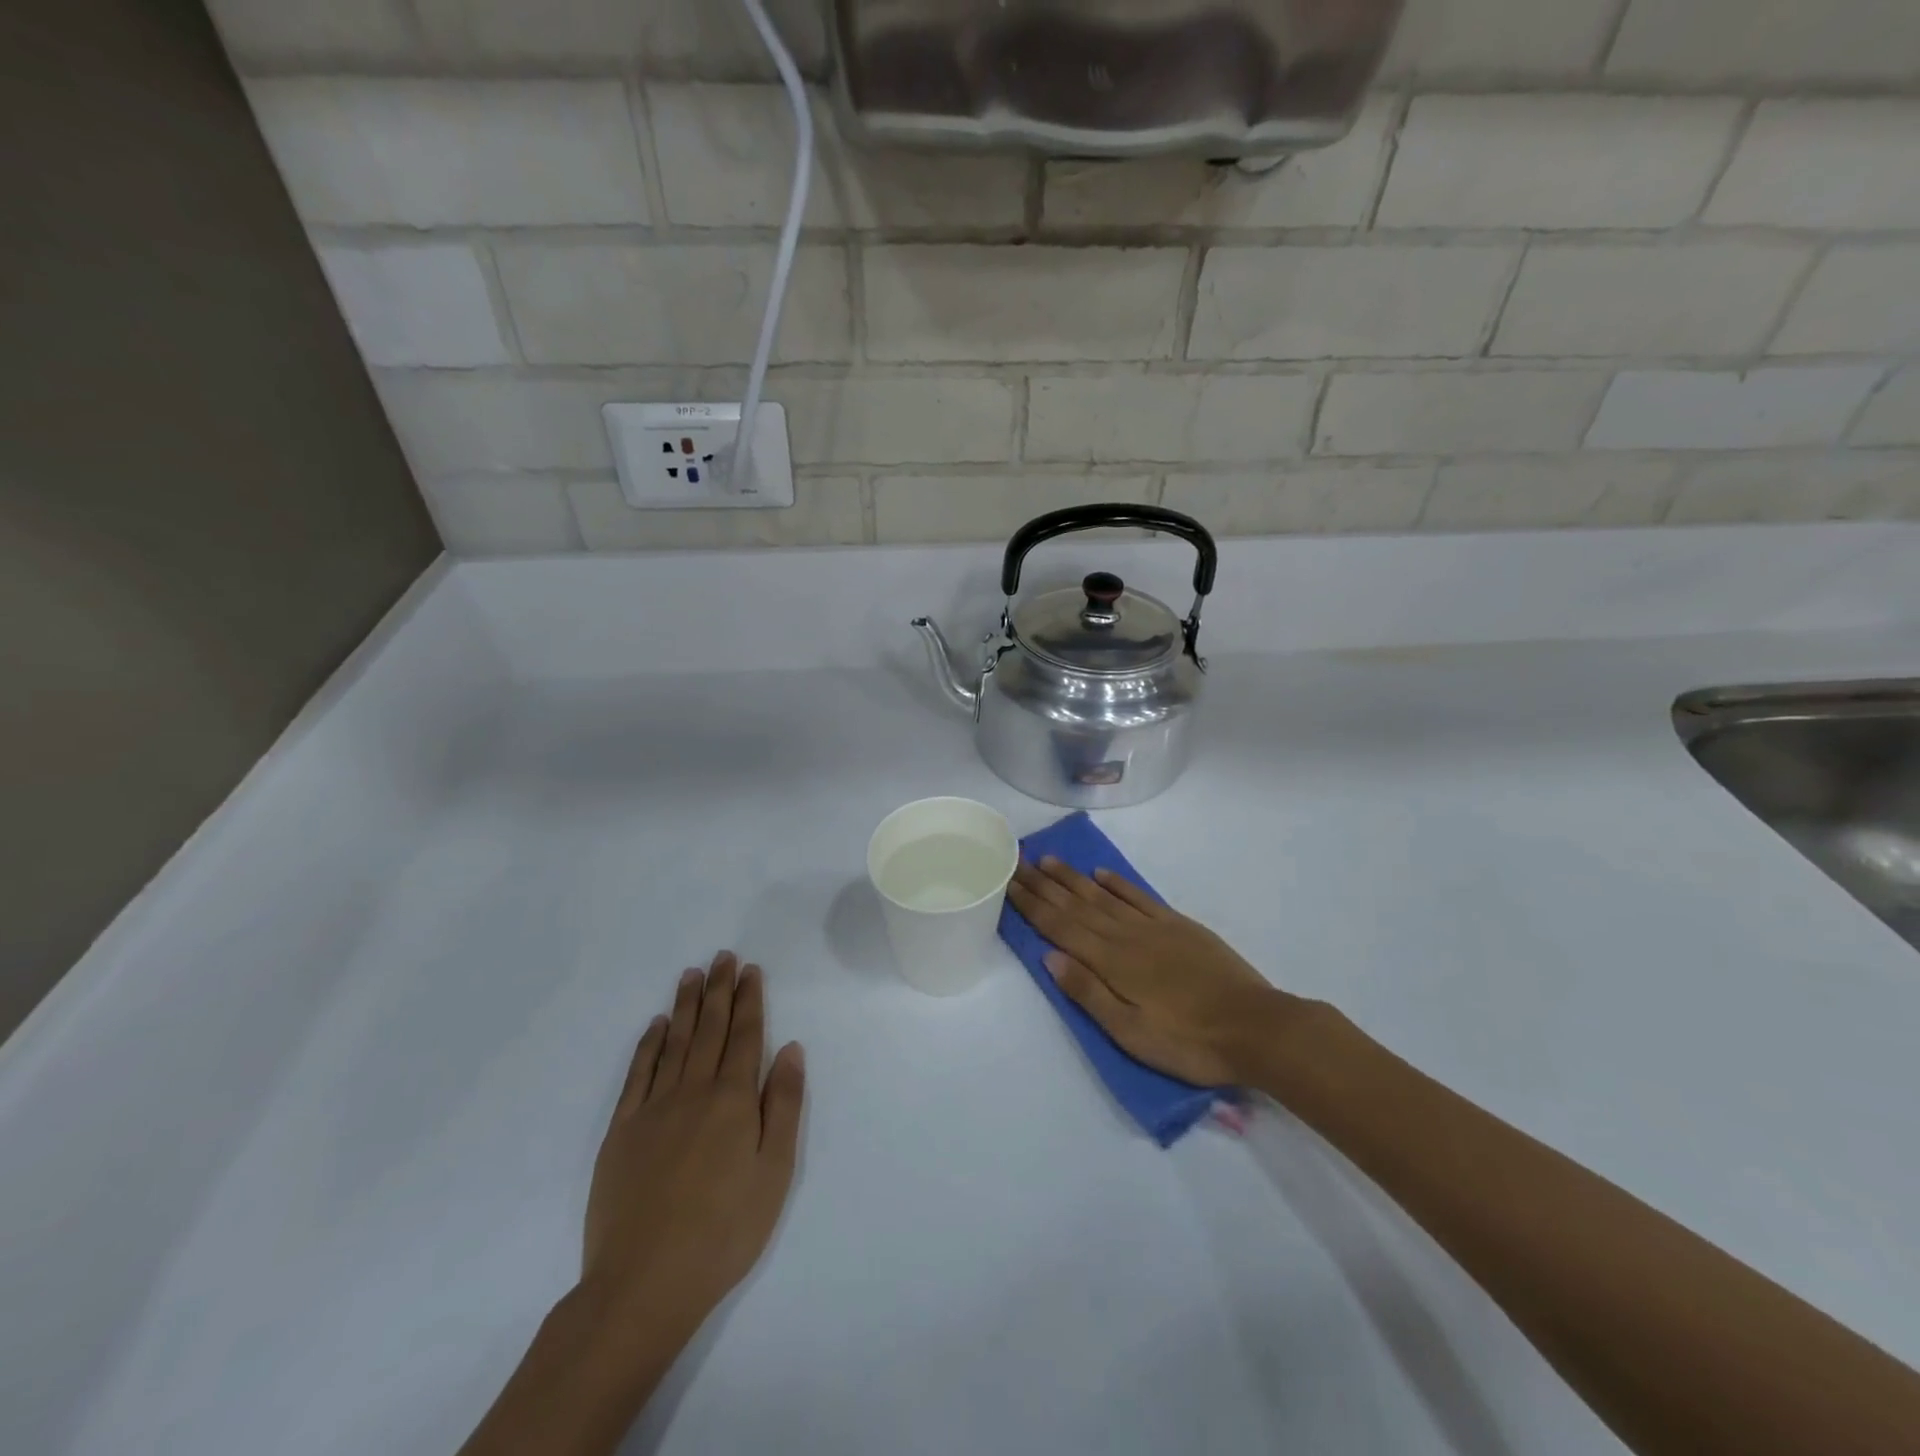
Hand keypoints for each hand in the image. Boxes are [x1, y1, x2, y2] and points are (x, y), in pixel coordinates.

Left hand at [582, 952, 805, 1343]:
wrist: (643, 1284)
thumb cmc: (724, 1231)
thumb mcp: (774, 1172)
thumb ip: (783, 1105)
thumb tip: (790, 1049)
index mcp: (733, 1100)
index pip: (745, 1036)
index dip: (749, 1000)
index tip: (750, 970)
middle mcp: (693, 1092)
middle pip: (709, 1029)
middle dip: (719, 990)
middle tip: (722, 957)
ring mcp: (653, 1109)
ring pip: (674, 1042)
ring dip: (685, 1006)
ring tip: (692, 974)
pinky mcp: (621, 1131)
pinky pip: (637, 1073)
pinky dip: (648, 1044)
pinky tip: (655, 1025)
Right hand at [1007, 858, 1310, 1086]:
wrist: (1255, 1027)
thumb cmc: (1188, 1041)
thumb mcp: (1131, 1033)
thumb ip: (1089, 993)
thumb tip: (1049, 956)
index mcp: (1111, 962)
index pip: (1060, 927)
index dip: (1032, 905)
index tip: (1009, 882)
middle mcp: (1126, 935)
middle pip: (1076, 905)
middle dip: (1044, 884)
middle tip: (1018, 860)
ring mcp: (1153, 927)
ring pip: (1103, 895)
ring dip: (1073, 878)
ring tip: (1049, 860)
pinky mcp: (1179, 926)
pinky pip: (1139, 897)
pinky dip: (1117, 883)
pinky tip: (1101, 873)